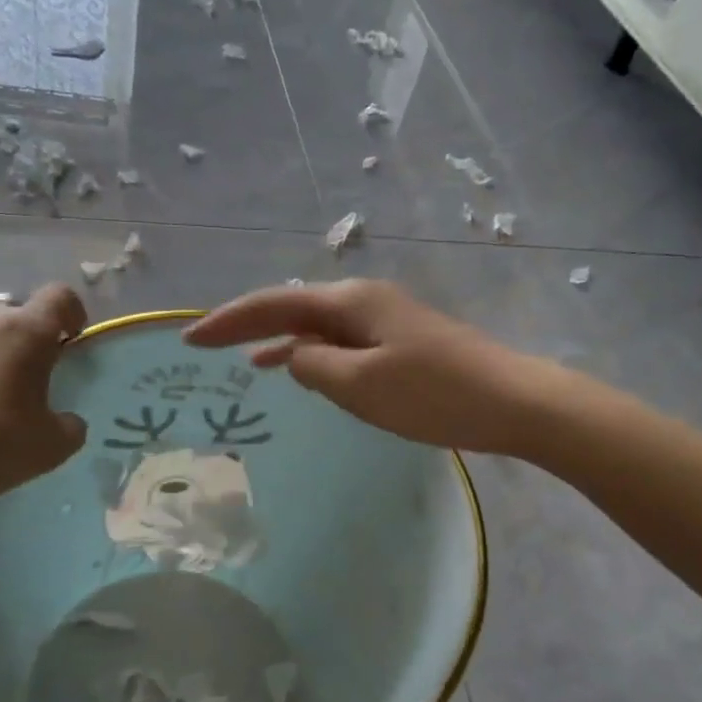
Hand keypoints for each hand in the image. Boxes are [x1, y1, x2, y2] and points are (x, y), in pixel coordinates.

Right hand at [186, 279, 553, 454]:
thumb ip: (314, 367)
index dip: (229, 321)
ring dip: (280, 340)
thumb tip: (291, 356)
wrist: (512, 400)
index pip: (274, 304)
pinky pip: (342, 343)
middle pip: (293, 307)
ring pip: (317, 326)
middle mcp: (364, 301)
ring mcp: (386, 320)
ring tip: (243, 360)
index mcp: (349, 302)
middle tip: (204, 344)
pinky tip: (305, 370)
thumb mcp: (361, 385)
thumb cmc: (434, 394)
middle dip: (248, 325)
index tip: (189, 338)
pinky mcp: (401, 343)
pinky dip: (314, 354)